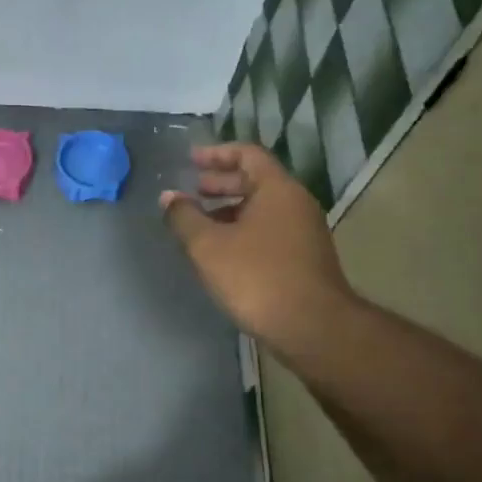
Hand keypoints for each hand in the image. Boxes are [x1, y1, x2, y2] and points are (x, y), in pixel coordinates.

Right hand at [160, 143, 354, 352]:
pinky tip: (223, 252)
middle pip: (256, 180)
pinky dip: (243, 230)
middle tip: (192, 190)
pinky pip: (269, 230)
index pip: (247, 154)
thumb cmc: (257, 277)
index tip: (191, 160)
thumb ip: (184, 217)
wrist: (312, 327)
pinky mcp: (304, 258)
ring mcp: (304, 232)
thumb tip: (169, 197)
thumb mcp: (208, 246)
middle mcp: (296, 203)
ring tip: (200, 223)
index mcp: (277, 189)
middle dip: (221, 183)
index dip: (216, 154)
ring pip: (262, 208)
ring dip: (230, 209)